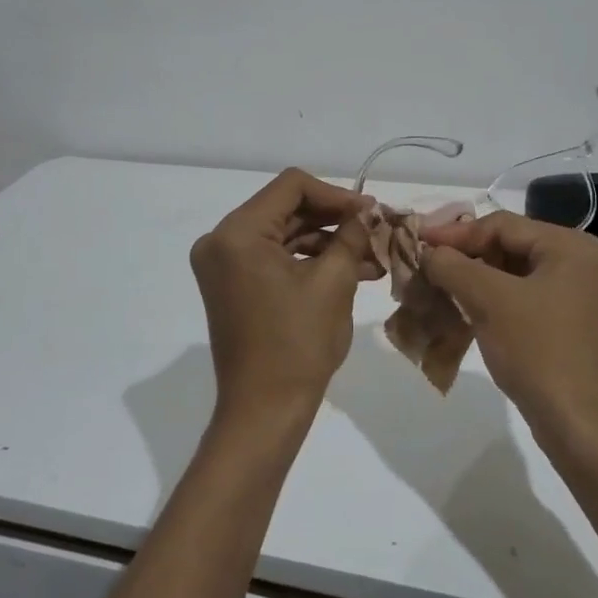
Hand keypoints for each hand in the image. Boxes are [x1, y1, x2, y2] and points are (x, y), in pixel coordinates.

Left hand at [190, 168, 375, 424]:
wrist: (264, 411)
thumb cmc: (299, 344)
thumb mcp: (334, 282)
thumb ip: (351, 236)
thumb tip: (367, 211)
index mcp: (237, 233)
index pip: (292, 186)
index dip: (336, 194)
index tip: (371, 212)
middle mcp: (221, 240)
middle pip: (286, 209)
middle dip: (335, 220)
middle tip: (377, 231)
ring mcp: (223, 264)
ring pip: (284, 233)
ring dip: (327, 242)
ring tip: (374, 257)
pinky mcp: (233, 284)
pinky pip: (274, 257)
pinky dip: (309, 261)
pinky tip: (352, 270)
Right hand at [420, 211, 597, 440]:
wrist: (580, 426)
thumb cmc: (538, 351)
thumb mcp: (488, 301)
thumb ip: (453, 266)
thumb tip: (428, 251)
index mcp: (572, 247)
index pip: (503, 225)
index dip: (456, 233)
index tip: (418, 242)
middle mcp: (583, 262)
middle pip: (510, 246)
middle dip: (466, 257)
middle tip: (427, 265)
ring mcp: (581, 296)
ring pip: (516, 274)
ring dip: (476, 280)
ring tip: (439, 288)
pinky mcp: (573, 324)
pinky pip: (526, 298)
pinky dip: (495, 301)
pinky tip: (466, 311)